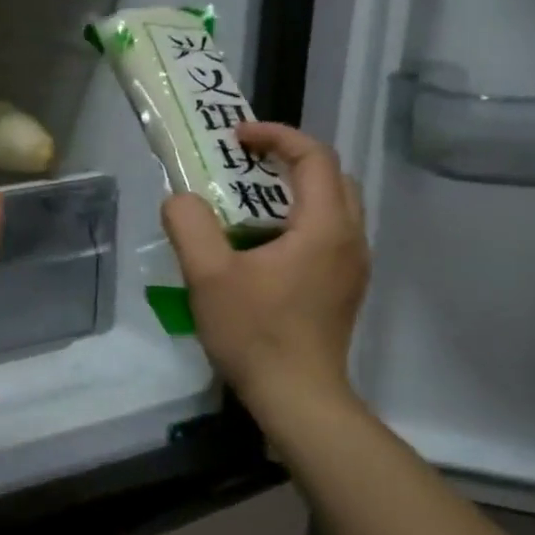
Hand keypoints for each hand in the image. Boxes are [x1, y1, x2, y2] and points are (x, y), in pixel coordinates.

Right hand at [161, 121, 369, 427]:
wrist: (298, 398)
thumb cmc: (255, 333)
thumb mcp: (208, 276)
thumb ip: (189, 226)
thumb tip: (181, 199)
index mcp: (325, 227)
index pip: (314, 156)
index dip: (276, 136)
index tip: (236, 137)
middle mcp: (350, 239)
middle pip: (331, 176)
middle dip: (290, 158)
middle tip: (245, 163)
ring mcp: (352, 267)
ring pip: (334, 207)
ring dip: (295, 191)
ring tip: (248, 201)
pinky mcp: (344, 289)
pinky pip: (328, 235)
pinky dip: (299, 220)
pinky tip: (262, 246)